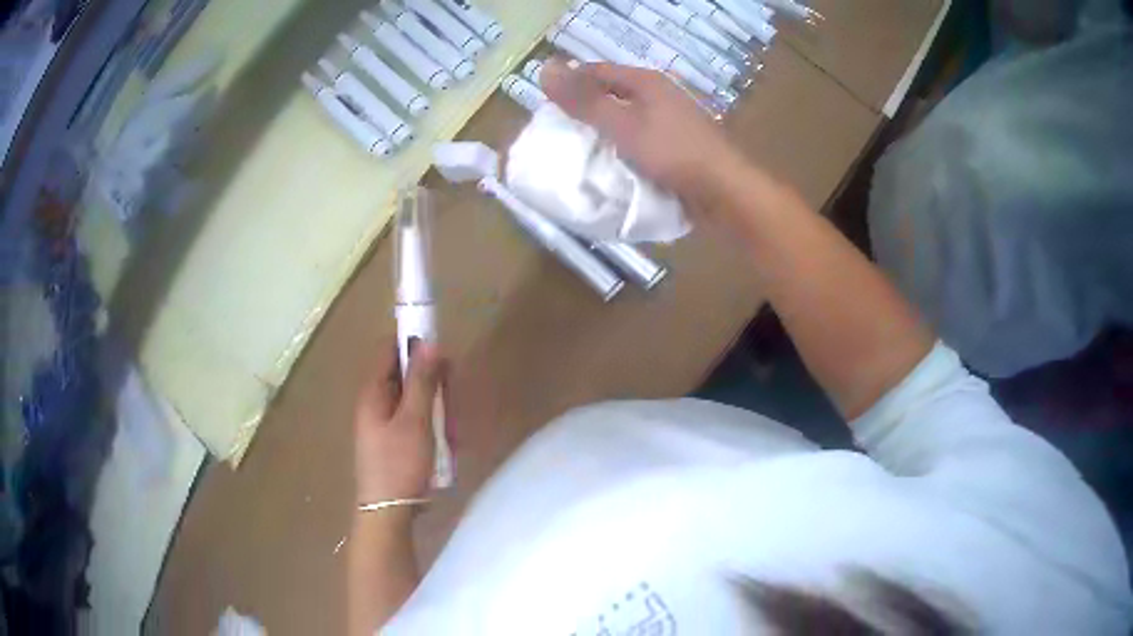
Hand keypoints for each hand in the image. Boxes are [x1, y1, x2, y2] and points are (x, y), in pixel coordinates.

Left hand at [354, 341, 444, 504]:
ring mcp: (384, 424)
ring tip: (450, 434)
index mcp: (373, 392)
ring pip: (415, 400)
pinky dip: (432, 428)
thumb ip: (422, 380)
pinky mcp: (394, 442)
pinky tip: (445, 446)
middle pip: (406, 376)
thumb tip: (429, 342)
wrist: (389, 513)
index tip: (442, 357)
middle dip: (433, 386)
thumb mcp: (415, 420)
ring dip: (437, 410)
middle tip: (450, 405)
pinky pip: (416, 422)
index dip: (414, 345)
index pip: (389, 349)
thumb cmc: (400, 464)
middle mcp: (376, 403)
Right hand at [540, 58, 748, 218]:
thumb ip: (584, 101)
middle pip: (612, 95)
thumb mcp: (622, 125)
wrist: (724, 193)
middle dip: (585, 111)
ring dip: (603, 132)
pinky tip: (611, 165)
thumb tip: (545, 69)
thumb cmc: (673, 153)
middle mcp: (660, 95)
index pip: (597, 71)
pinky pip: (640, 140)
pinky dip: (623, 149)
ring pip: (626, 119)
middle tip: (558, 133)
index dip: (570, 84)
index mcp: (647, 82)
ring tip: (579, 151)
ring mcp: (671, 121)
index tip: (545, 108)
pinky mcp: (678, 146)